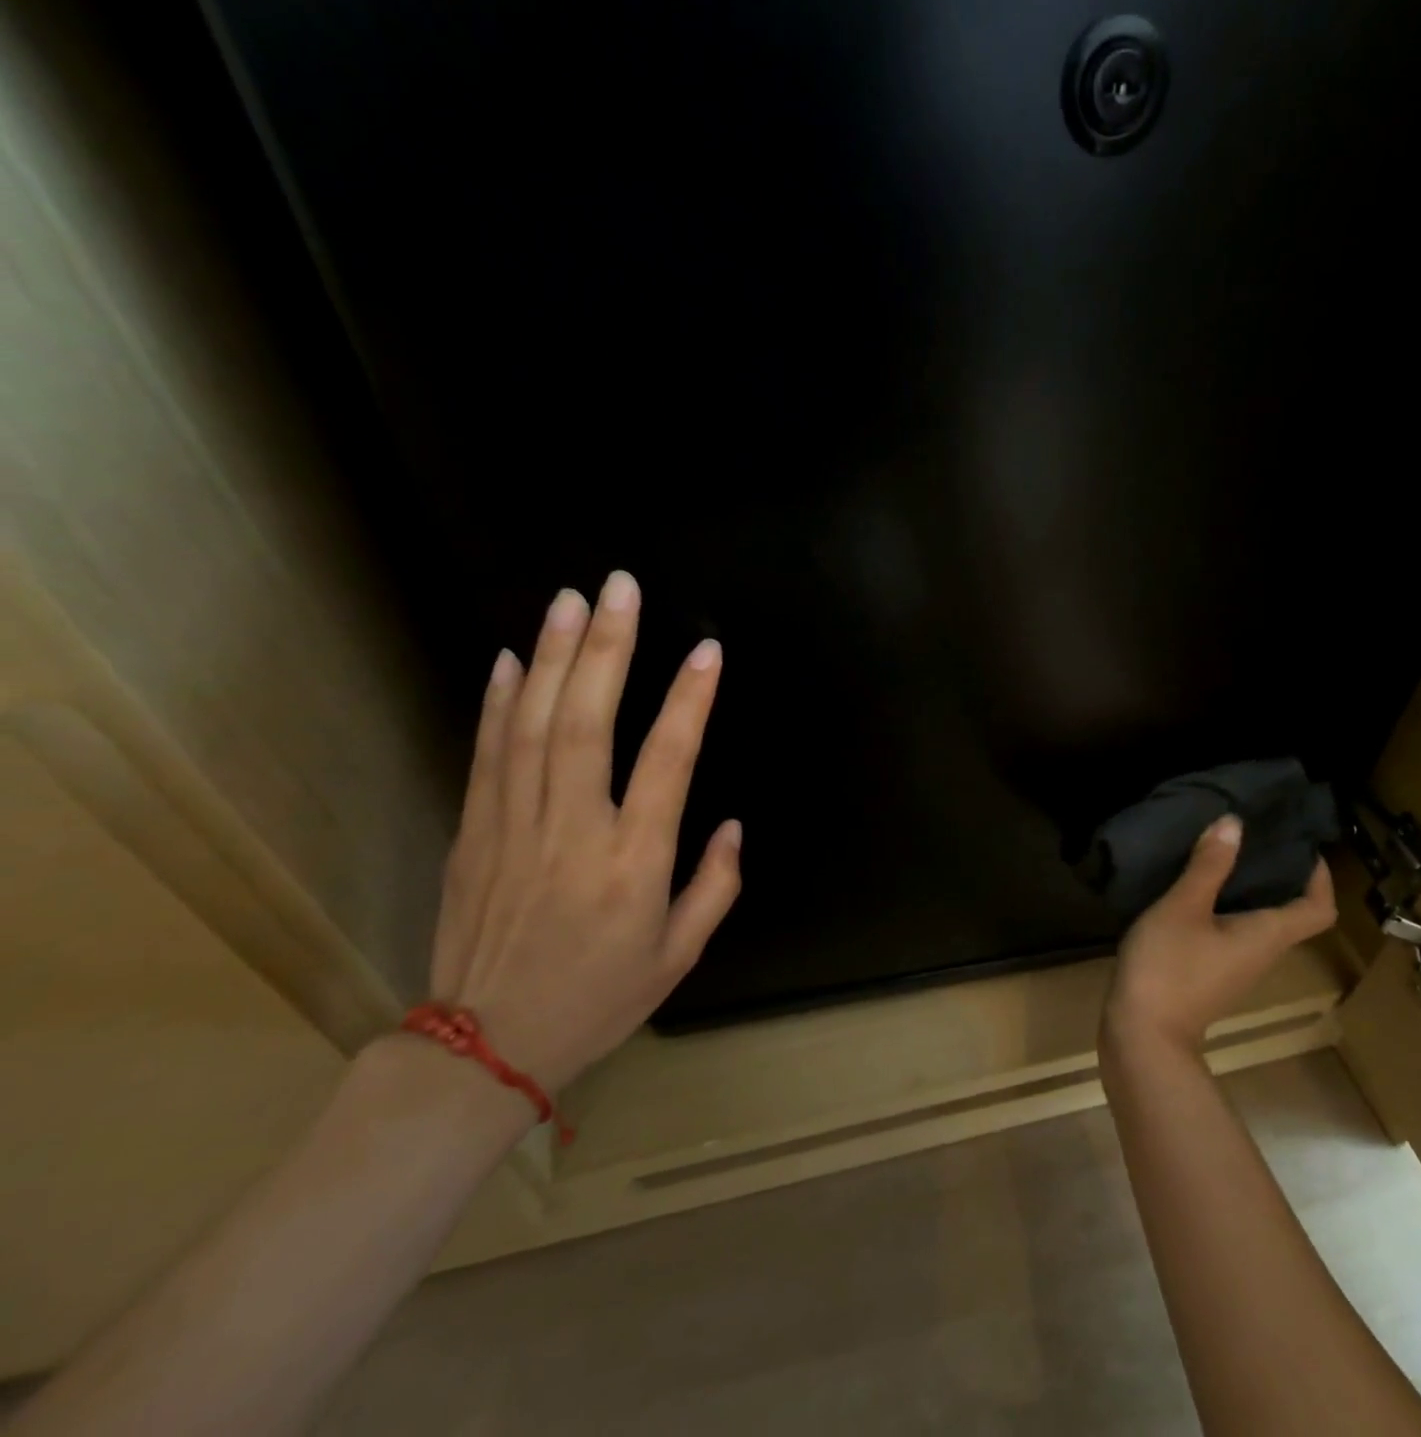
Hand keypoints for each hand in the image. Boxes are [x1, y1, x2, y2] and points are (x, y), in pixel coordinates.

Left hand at [427, 571, 741, 1089]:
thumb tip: (731, 824)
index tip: (707, 651)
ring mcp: (514, 828)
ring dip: (553, 657)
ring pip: (533, 726)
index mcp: (633, 864)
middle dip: (607, 649)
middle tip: (620, 588)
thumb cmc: (598, 999)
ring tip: (570, 601)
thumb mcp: (679, 957)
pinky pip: (486, 754)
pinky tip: (510, 658)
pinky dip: (498, 702)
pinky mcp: (473, 832)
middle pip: (587, 723)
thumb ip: (714, 886)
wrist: (483, 1049)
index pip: (667, 762)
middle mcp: (573, 833)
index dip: (690, 701)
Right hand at [1103, 816, 1335, 1054]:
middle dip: (1278, 873)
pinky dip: (1222, 905)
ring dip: (1247, 887)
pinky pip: (1230, 931)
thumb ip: (1208, 866)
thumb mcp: (1183, 907)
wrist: (1143, 1035)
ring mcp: (1235, 967)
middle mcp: (1261, 952)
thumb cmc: (1169, 967)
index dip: (1320, 876)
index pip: (1318, 908)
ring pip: (1257, 921)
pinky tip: (1192, 888)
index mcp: (1267, 935)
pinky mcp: (1209, 973)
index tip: (1301, 844)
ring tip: (1222, 853)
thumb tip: (1234, 823)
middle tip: (1253, 836)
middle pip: (1288, 912)